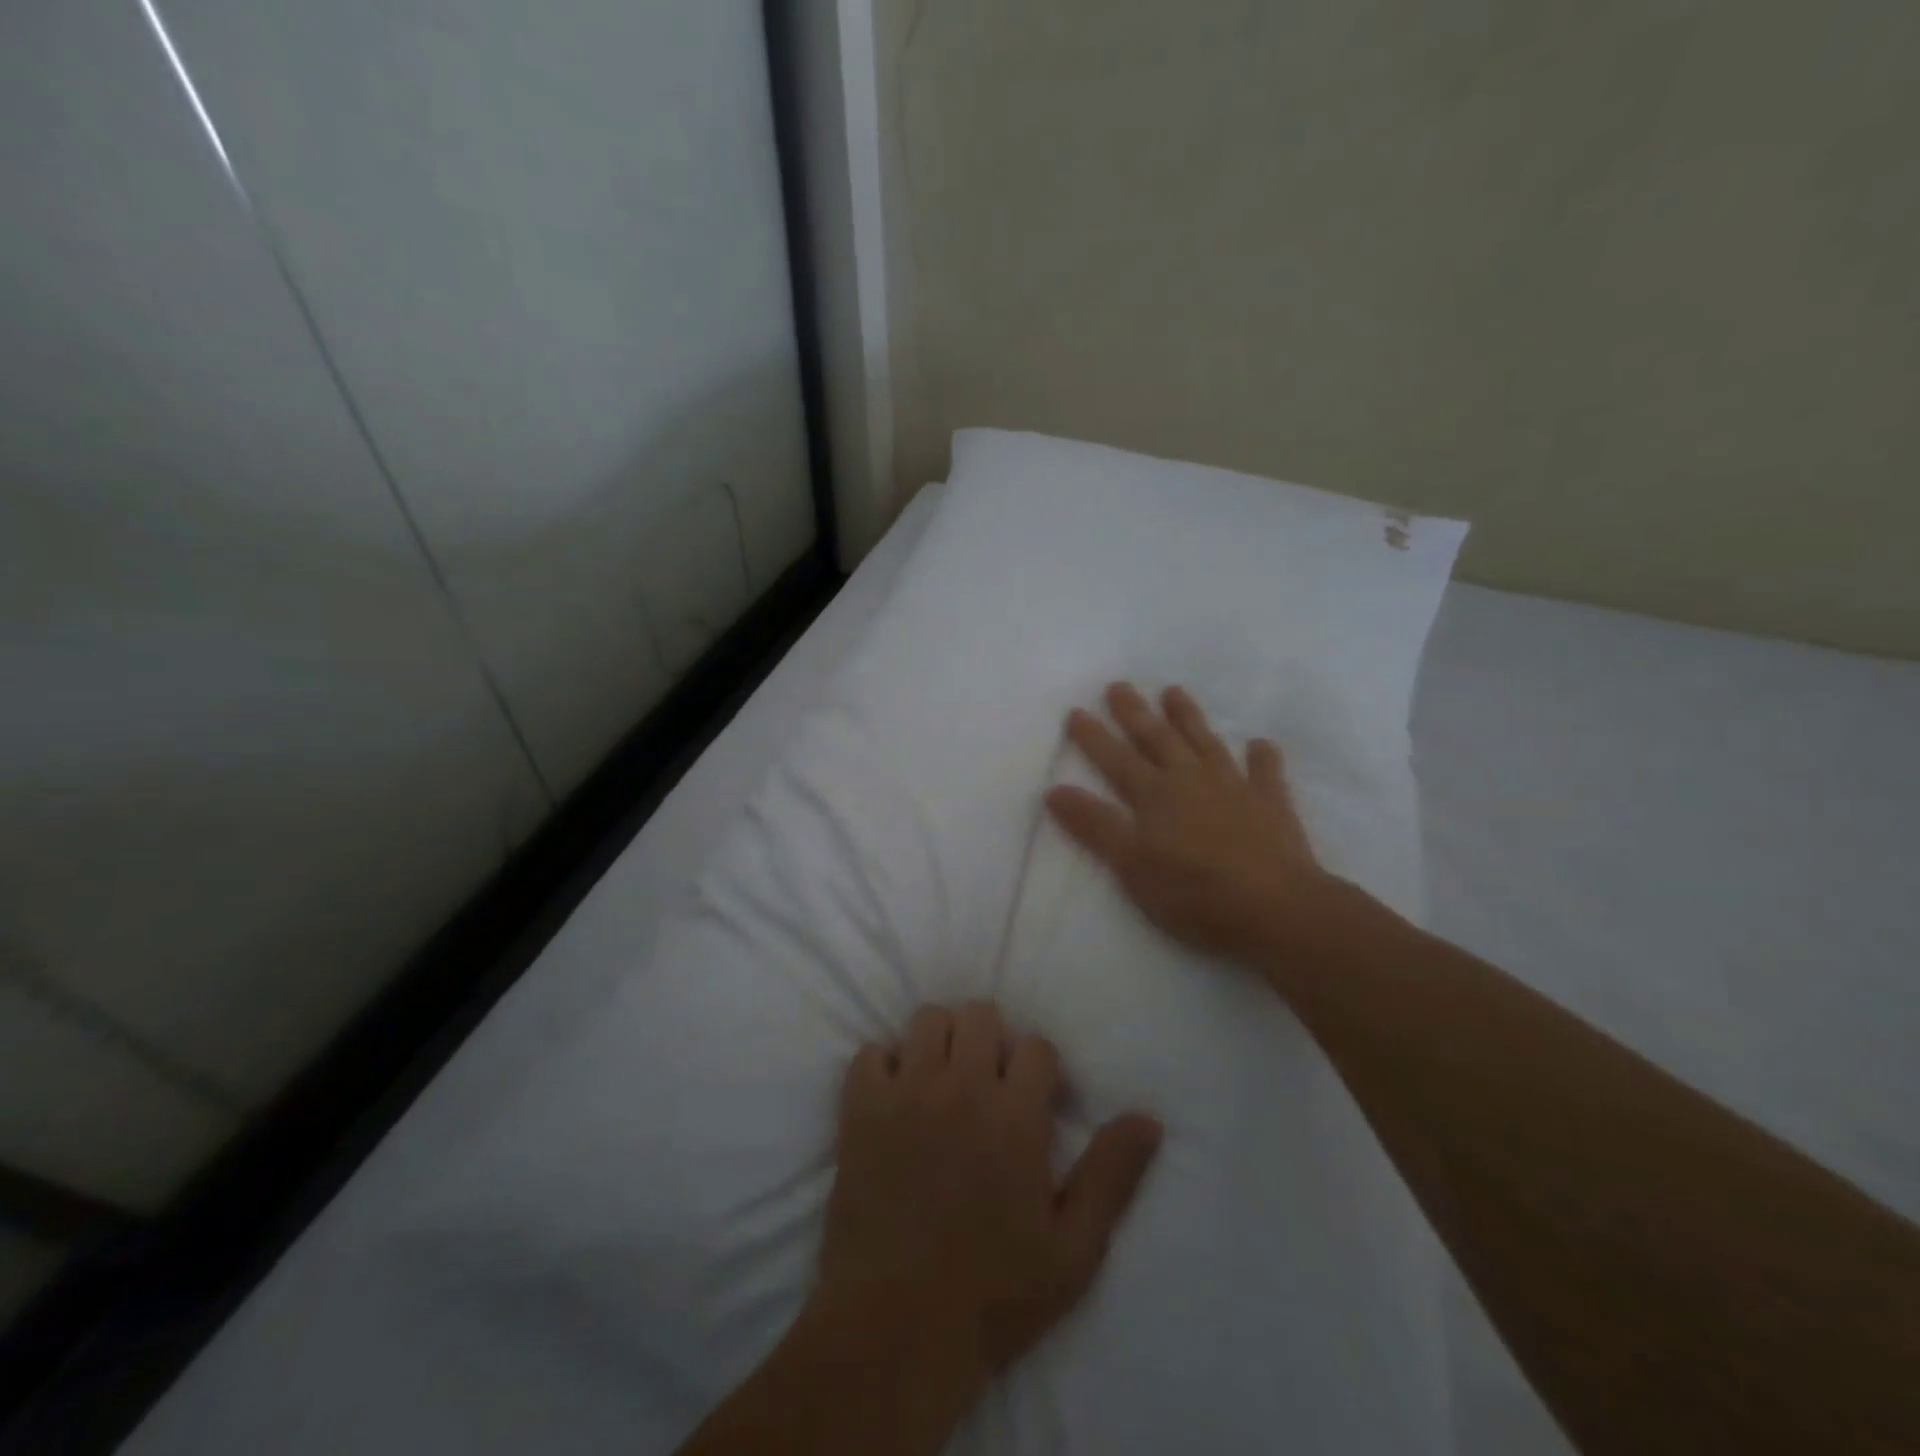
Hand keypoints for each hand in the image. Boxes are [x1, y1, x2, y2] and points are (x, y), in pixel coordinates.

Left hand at [818, 1003, 1161, 1384]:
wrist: (895, 1332)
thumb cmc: (993, 1296)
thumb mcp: (1073, 1249)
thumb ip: (1112, 1175)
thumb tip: (1149, 1118)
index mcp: (1016, 1115)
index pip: (1036, 1046)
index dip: (1040, 1070)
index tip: (1035, 1102)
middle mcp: (961, 1086)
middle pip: (980, 1014)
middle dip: (990, 1040)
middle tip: (987, 1084)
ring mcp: (906, 1093)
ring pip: (927, 1019)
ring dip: (939, 1042)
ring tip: (942, 1083)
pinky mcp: (861, 1110)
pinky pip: (869, 1053)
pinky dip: (883, 1067)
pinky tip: (893, 1100)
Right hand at [1046, 682, 1335, 964]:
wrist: (1275, 907)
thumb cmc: (1194, 891)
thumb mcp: (1131, 864)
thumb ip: (1095, 825)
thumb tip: (1055, 789)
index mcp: (1155, 795)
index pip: (1116, 759)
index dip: (1094, 736)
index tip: (1076, 710)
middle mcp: (1191, 780)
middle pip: (1158, 739)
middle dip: (1135, 713)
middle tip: (1119, 685)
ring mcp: (1234, 787)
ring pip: (1205, 743)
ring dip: (1188, 718)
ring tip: (1174, 691)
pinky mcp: (1271, 804)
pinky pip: (1265, 772)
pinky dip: (1261, 757)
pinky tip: (1260, 744)